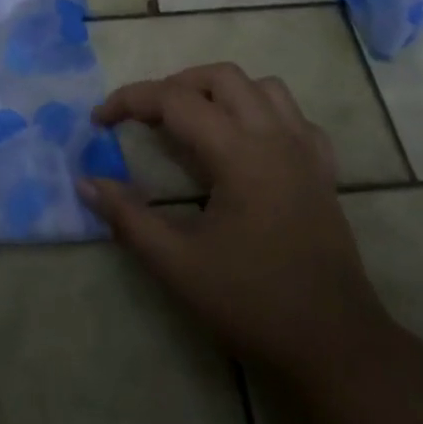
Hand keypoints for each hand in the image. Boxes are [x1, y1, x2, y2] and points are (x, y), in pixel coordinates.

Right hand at [82, 64, 388, 385]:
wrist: (335, 345)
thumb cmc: (253, 303)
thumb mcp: (178, 265)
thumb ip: (128, 218)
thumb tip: (87, 183)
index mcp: (239, 153)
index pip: (175, 100)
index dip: (131, 100)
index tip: (99, 120)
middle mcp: (275, 137)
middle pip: (221, 77)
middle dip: (176, 86)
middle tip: (147, 118)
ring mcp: (305, 151)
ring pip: (263, 87)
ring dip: (221, 92)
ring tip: (194, 122)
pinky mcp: (323, 171)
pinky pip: (294, 117)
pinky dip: (263, 114)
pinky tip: (248, 144)